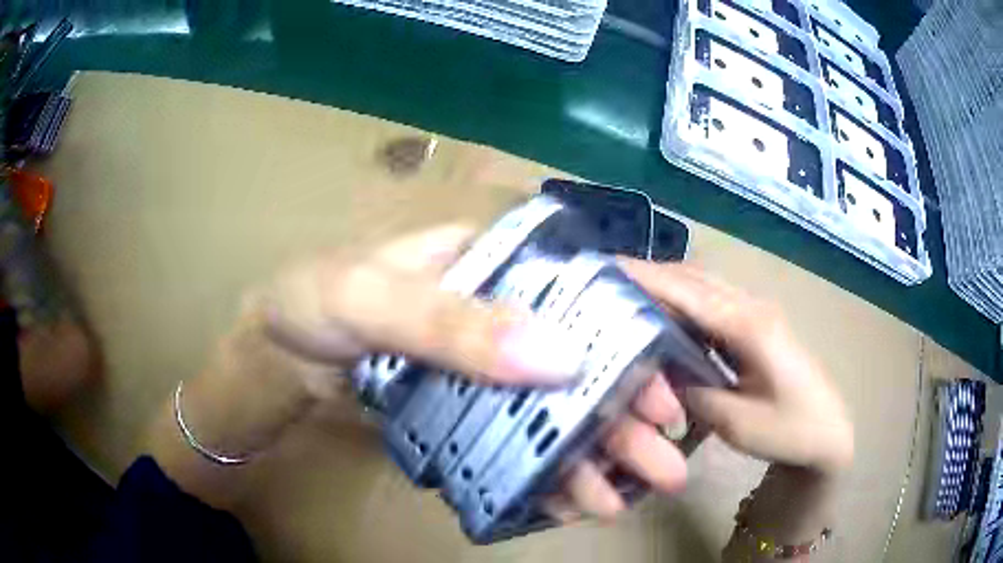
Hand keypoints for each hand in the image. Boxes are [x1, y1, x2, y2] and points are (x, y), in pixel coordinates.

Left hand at [259, 225, 689, 518]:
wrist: (276, 357)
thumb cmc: (313, 303)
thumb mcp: (373, 298)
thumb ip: (454, 324)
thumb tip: (558, 356)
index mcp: (491, 263)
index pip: (581, 295)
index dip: (630, 341)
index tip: (665, 390)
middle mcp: (500, 312)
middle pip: (577, 362)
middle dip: (622, 414)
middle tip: (665, 460)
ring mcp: (484, 367)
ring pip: (551, 410)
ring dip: (590, 454)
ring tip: (624, 496)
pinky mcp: (466, 410)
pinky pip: (516, 442)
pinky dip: (544, 472)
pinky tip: (574, 501)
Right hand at [620, 259, 852, 475]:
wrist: (828, 430)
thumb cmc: (790, 430)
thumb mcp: (739, 424)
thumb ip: (696, 395)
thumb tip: (655, 376)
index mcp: (749, 327)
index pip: (689, 292)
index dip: (646, 279)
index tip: (603, 270)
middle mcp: (751, 307)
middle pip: (693, 278)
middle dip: (648, 276)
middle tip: (604, 285)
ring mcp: (754, 313)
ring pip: (702, 286)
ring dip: (664, 286)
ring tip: (624, 297)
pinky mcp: (754, 325)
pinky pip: (711, 303)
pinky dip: (681, 303)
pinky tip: (662, 317)